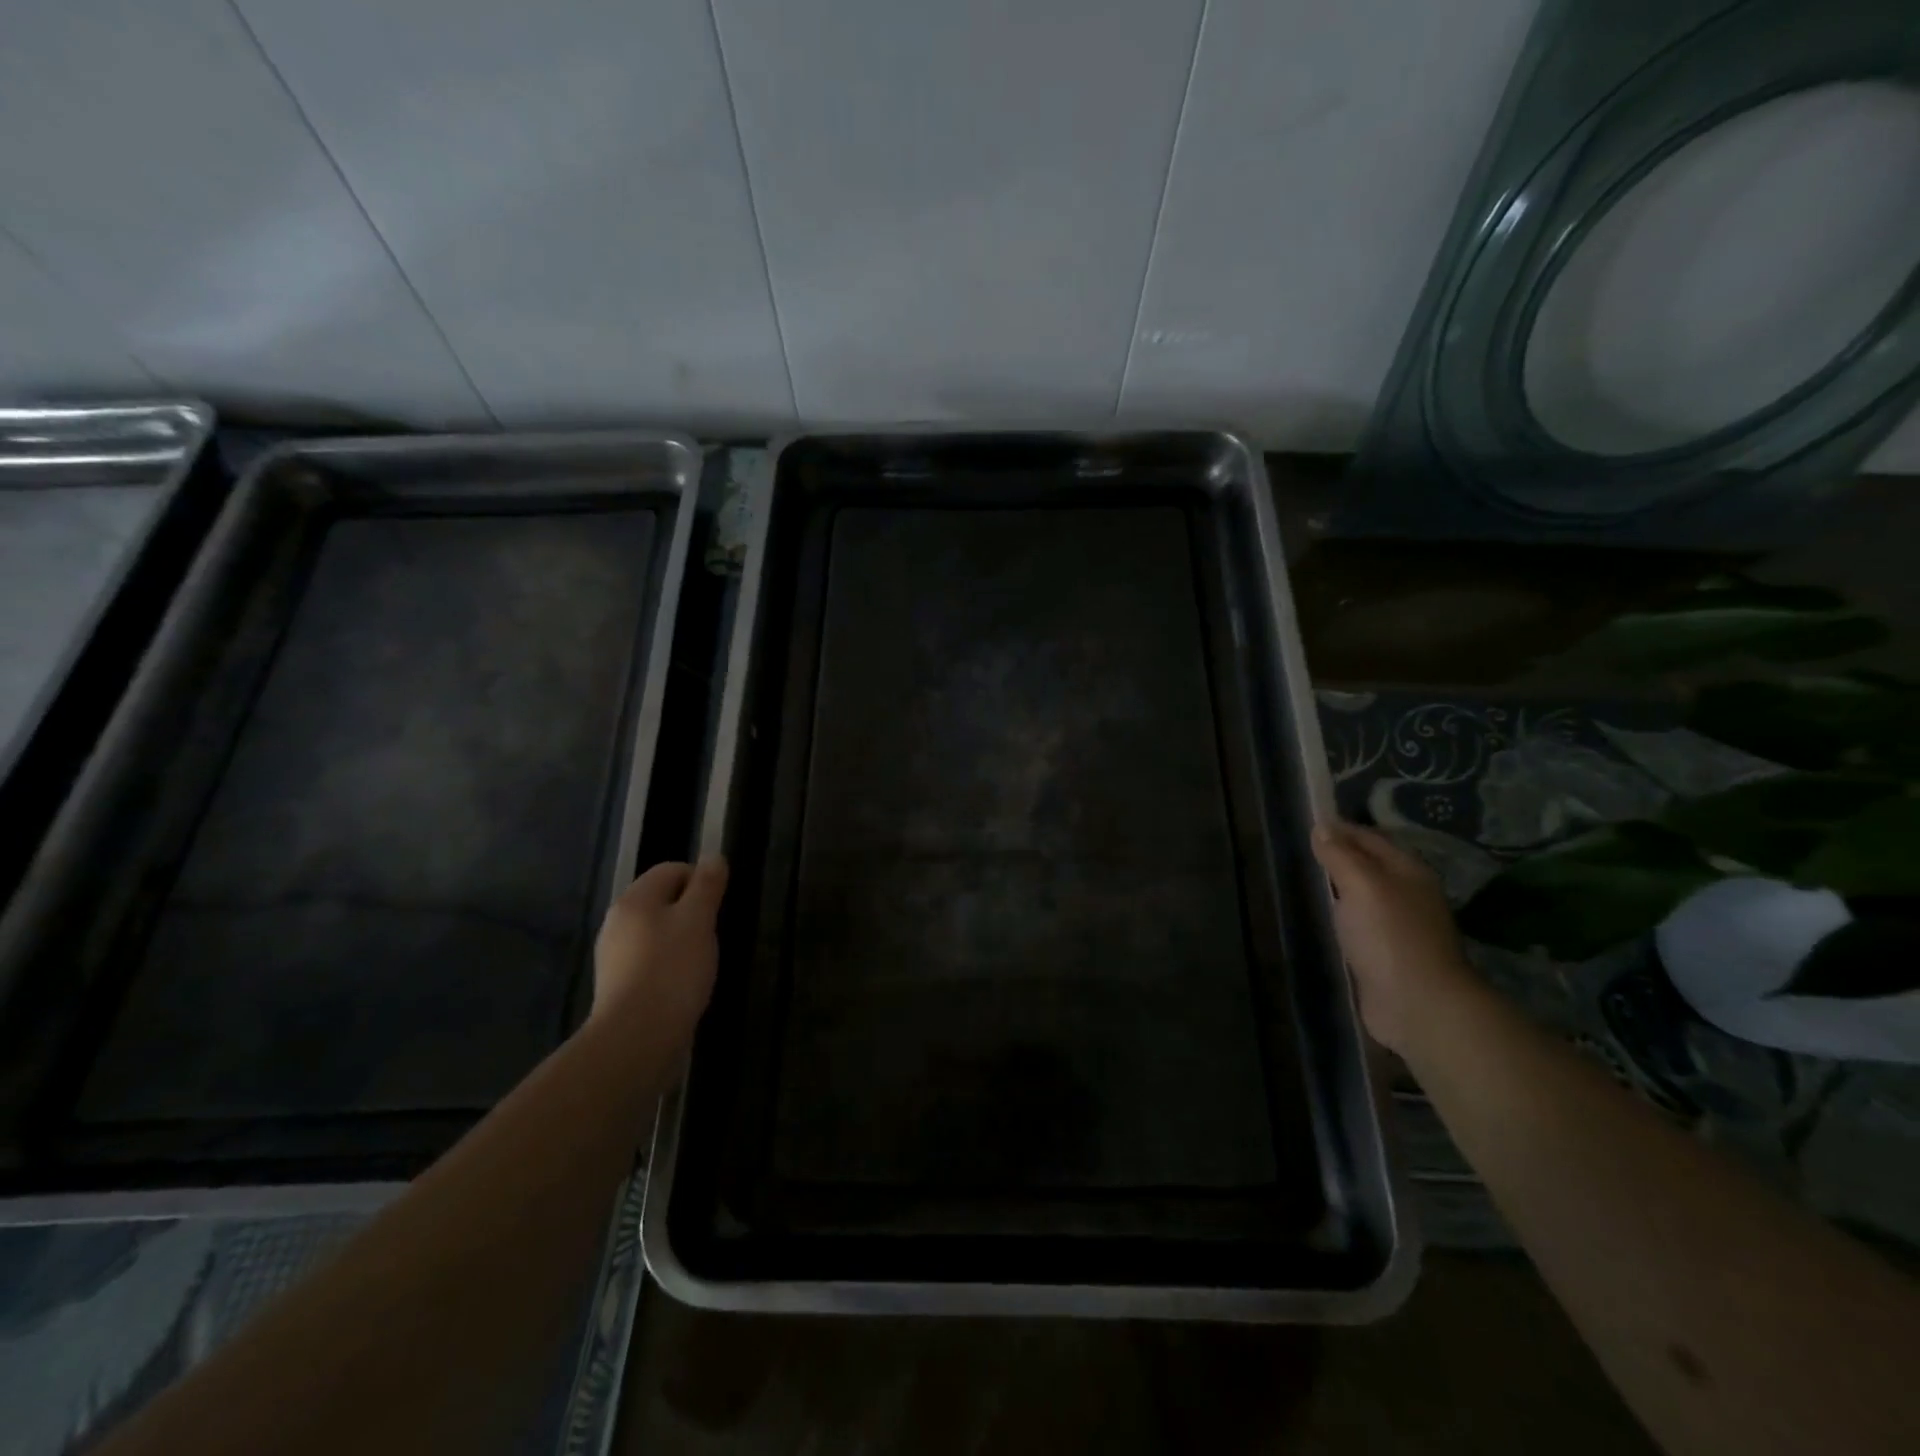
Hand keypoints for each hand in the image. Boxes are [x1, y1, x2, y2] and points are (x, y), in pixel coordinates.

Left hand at [592, 857, 727, 1052]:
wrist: (636, 1038)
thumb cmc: (672, 969)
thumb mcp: (699, 920)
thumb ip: (707, 885)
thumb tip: (713, 857)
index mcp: (635, 899)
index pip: (672, 869)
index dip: (701, 881)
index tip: (719, 907)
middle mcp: (617, 921)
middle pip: (662, 900)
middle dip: (692, 912)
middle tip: (713, 934)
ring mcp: (614, 955)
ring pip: (656, 932)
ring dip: (682, 940)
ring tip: (701, 962)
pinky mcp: (617, 985)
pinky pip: (649, 960)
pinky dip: (668, 964)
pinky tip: (682, 985)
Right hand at [1311, 821, 1476, 1055]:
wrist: (1418, 1005)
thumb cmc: (1390, 936)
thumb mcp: (1362, 885)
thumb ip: (1341, 855)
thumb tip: (1322, 827)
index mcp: (1408, 871)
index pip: (1370, 838)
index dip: (1340, 829)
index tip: (1307, 823)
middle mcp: (1408, 894)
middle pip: (1370, 865)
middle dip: (1340, 855)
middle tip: (1300, 850)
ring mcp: (1399, 927)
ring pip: (1364, 896)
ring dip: (1340, 887)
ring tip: (1305, 879)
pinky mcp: (1387, 955)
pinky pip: (1360, 924)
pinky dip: (1342, 916)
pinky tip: (1322, 917)